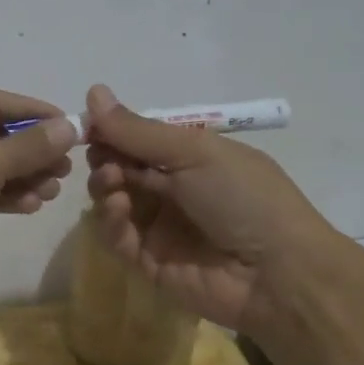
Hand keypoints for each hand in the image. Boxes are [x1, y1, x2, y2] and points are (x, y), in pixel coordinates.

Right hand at [83, 84, 350, 337]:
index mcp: (189, 157)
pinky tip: (120, 210)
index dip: (110, 131)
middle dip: (104, 159)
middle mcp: (172, 189)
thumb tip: (93, 90)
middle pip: (119, 168)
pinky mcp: (149, 262)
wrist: (277, 274)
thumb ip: (138, 130)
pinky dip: (111, 221)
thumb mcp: (194, 152)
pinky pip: (117, 237)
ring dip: (104, 187)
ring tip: (112, 183)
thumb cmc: (243, 198)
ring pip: (112, 200)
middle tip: (103, 159)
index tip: (86, 126)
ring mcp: (159, 227)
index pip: (137, 139)